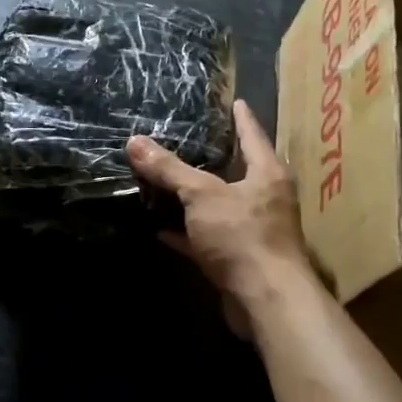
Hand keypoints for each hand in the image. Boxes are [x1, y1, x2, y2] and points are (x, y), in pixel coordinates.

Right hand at [127, 100, 313, 320]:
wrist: (265, 299)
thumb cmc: (242, 235)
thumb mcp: (201, 194)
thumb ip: (169, 169)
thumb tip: (134, 141)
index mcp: (267, 174)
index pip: (252, 135)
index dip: (241, 118)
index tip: (234, 101)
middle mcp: (265, 199)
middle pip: (237, 170)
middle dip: (214, 157)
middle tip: (190, 137)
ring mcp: (251, 231)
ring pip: (218, 205)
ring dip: (194, 197)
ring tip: (167, 178)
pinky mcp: (237, 259)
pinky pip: (205, 238)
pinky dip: (185, 232)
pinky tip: (159, 227)